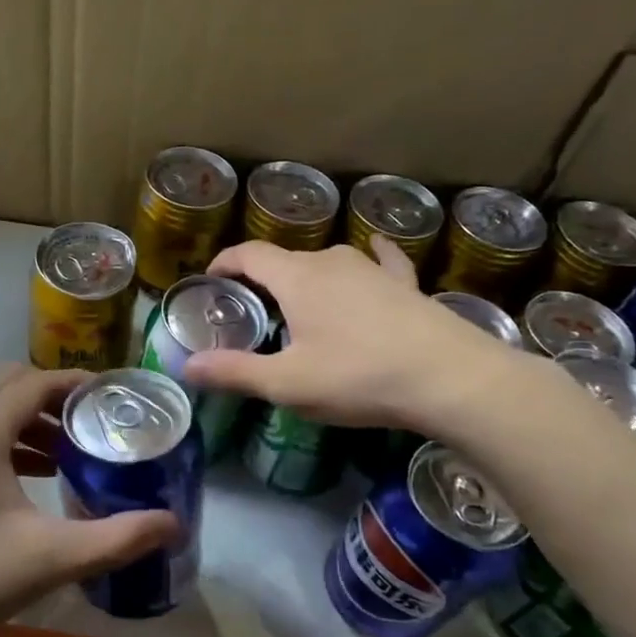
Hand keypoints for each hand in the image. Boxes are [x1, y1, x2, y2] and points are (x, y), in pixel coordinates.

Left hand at [0, 365, 179, 636]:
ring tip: (75, 452)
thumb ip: (117, 538)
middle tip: (98, 424)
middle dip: (58, 399)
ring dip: (35, 422)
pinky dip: (14, 442)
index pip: (37, 381)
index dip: (80, 383)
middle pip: (15, 386)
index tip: (118, 397)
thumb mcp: (51, 557)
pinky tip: (39, 478)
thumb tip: (173, 523)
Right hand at [184, 236, 531, 433]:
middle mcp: (332, 262)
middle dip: (262, 278)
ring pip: (328, 262)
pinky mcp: (405, 285)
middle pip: (286, 259)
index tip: (211, 279)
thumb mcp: (287, 383)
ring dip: (306, 277)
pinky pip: (380, 262)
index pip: (250, 254)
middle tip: (250, 309)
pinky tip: (375, 252)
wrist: (450, 378)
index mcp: (297, 278)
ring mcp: (372, 269)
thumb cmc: (358, 377)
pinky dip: (368, 259)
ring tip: (298, 303)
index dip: (226, 262)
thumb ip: (234, 372)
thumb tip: (185, 367)